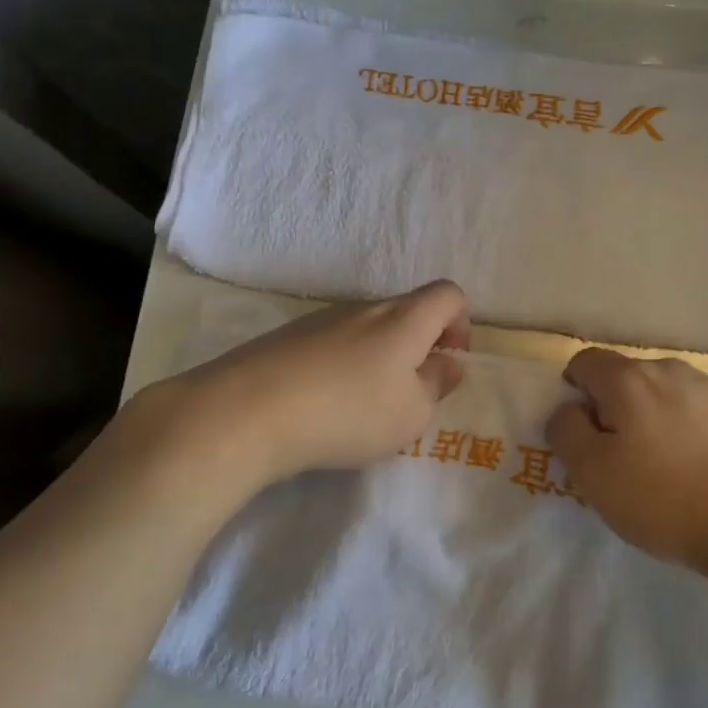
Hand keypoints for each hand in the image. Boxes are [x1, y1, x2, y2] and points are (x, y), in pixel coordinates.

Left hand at [159, 280, 471, 483]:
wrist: (247, 411)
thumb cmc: (348, 412)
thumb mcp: (411, 413)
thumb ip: (437, 384)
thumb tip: (448, 363)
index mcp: (404, 319)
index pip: (448, 294)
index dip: (461, 323)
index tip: (448, 360)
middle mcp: (365, 308)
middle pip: (407, 311)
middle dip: (419, 345)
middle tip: (409, 392)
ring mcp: (322, 318)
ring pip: (368, 328)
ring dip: (379, 357)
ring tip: (363, 405)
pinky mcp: (288, 337)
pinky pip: (333, 343)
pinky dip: (342, 365)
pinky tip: (323, 404)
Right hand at [546, 348, 707, 572]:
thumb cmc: (669, 498)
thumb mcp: (594, 475)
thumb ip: (568, 433)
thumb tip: (568, 410)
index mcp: (629, 379)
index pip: (585, 362)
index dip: (573, 391)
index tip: (580, 431)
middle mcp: (673, 371)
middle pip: (629, 378)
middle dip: (616, 409)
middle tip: (619, 458)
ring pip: (669, 397)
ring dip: (657, 421)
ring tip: (666, 471)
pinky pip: (704, 416)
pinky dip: (693, 434)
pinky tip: (705, 475)